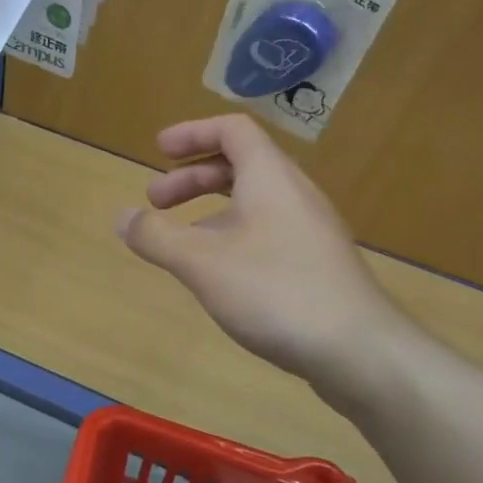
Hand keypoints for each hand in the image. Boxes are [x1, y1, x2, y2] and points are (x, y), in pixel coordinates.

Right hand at [116, 115, 417, 415]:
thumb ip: (156, 236)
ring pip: (253, 201)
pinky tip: (218, 274)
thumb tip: (121, 217)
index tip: (158, 150)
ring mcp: (310, 230)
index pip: (233, 129)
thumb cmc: (276, 292)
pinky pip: (266, 230)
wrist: (360, 353)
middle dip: (191, 177)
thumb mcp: (202, 262)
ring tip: (179, 241)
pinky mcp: (316, 264)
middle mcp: (293, 194)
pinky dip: (231, 234)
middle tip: (155, 201)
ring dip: (210, 209)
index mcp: (270, 177)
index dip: (192, 132)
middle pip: (240, 164)